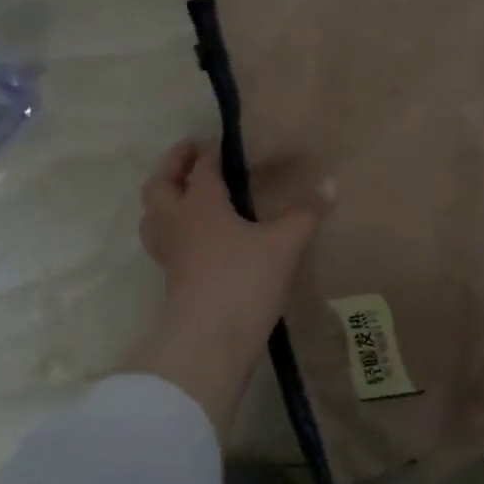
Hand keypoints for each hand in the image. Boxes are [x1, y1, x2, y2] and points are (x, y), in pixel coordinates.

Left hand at [140, 140, 332, 361]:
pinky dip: (173, 227)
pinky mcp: (172, 278)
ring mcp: (169, 252)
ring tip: (186, 193)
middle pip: (160, 184)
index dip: (211, 151)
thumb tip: (330, 183)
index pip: (201, 167)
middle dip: (174, 165)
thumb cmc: (244, 280)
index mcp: (200, 204)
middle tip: (192, 155)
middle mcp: (176, 222)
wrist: (209, 341)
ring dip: (165, 197)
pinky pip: (164, 241)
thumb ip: (306, 212)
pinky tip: (197, 237)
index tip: (225, 142)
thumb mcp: (284, 244)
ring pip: (153, 214)